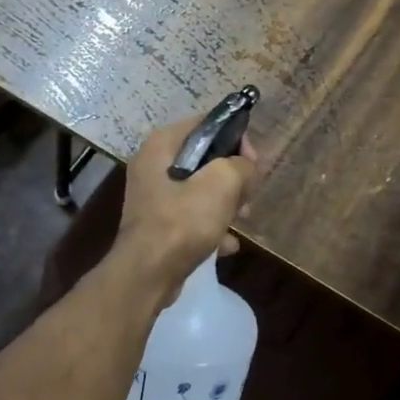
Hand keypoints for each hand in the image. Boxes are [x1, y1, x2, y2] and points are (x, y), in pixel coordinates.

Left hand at [114, 116, 259, 301]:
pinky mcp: (157, 224)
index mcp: (162, 144)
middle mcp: (153, 165)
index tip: (253, 161)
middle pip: (204, 158)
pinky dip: (210, 226)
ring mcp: (153, 196)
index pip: (206, 124)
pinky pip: (191, 215)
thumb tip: (245, 167)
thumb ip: (241, 165)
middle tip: (247, 194)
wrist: (147, 275)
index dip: (234, 137)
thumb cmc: (183, 220)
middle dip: (232, 176)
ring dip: (225, 203)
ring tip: (241, 220)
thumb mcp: (222, 183)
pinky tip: (227, 245)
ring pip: (200, 188)